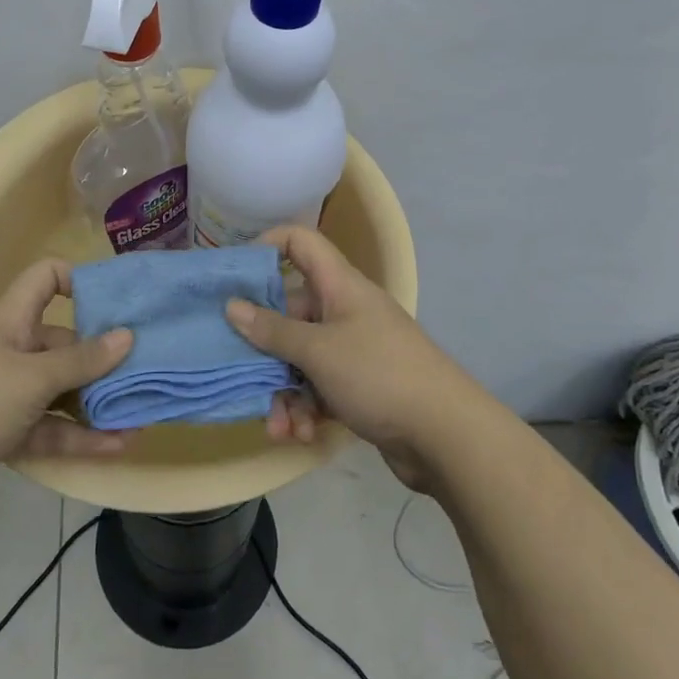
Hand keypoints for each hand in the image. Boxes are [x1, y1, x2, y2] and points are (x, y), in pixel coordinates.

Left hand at [0, 258, 132, 526]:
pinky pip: (50, 427)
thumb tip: (127, 336)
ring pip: (60, 390)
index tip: (116, 301)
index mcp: (11, 320)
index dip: (78, 280)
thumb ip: (83, 360)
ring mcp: (6, 394)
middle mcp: (10, 350)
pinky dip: (80, 435)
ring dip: (96, 402)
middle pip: (63, 342)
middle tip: (145, 367)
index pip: (45, 278)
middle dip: (102, 357)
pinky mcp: (4, 433)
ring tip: (141, 411)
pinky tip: (118, 444)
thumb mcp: (34, 376)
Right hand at [228, 226, 482, 489]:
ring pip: (299, 358)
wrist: (447, 435)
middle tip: (239, 372)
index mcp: (339, 286)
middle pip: (289, 312)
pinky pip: (317, 387)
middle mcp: (344, 311)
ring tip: (279, 425)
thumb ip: (272, 330)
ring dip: (283, 392)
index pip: (299, 242)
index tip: (233, 276)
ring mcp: (352, 349)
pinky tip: (300, 435)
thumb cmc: (379, 375)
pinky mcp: (358, 386)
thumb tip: (232, 306)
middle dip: (264, 349)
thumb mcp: (318, 351)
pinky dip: (304, 409)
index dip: (266, 247)